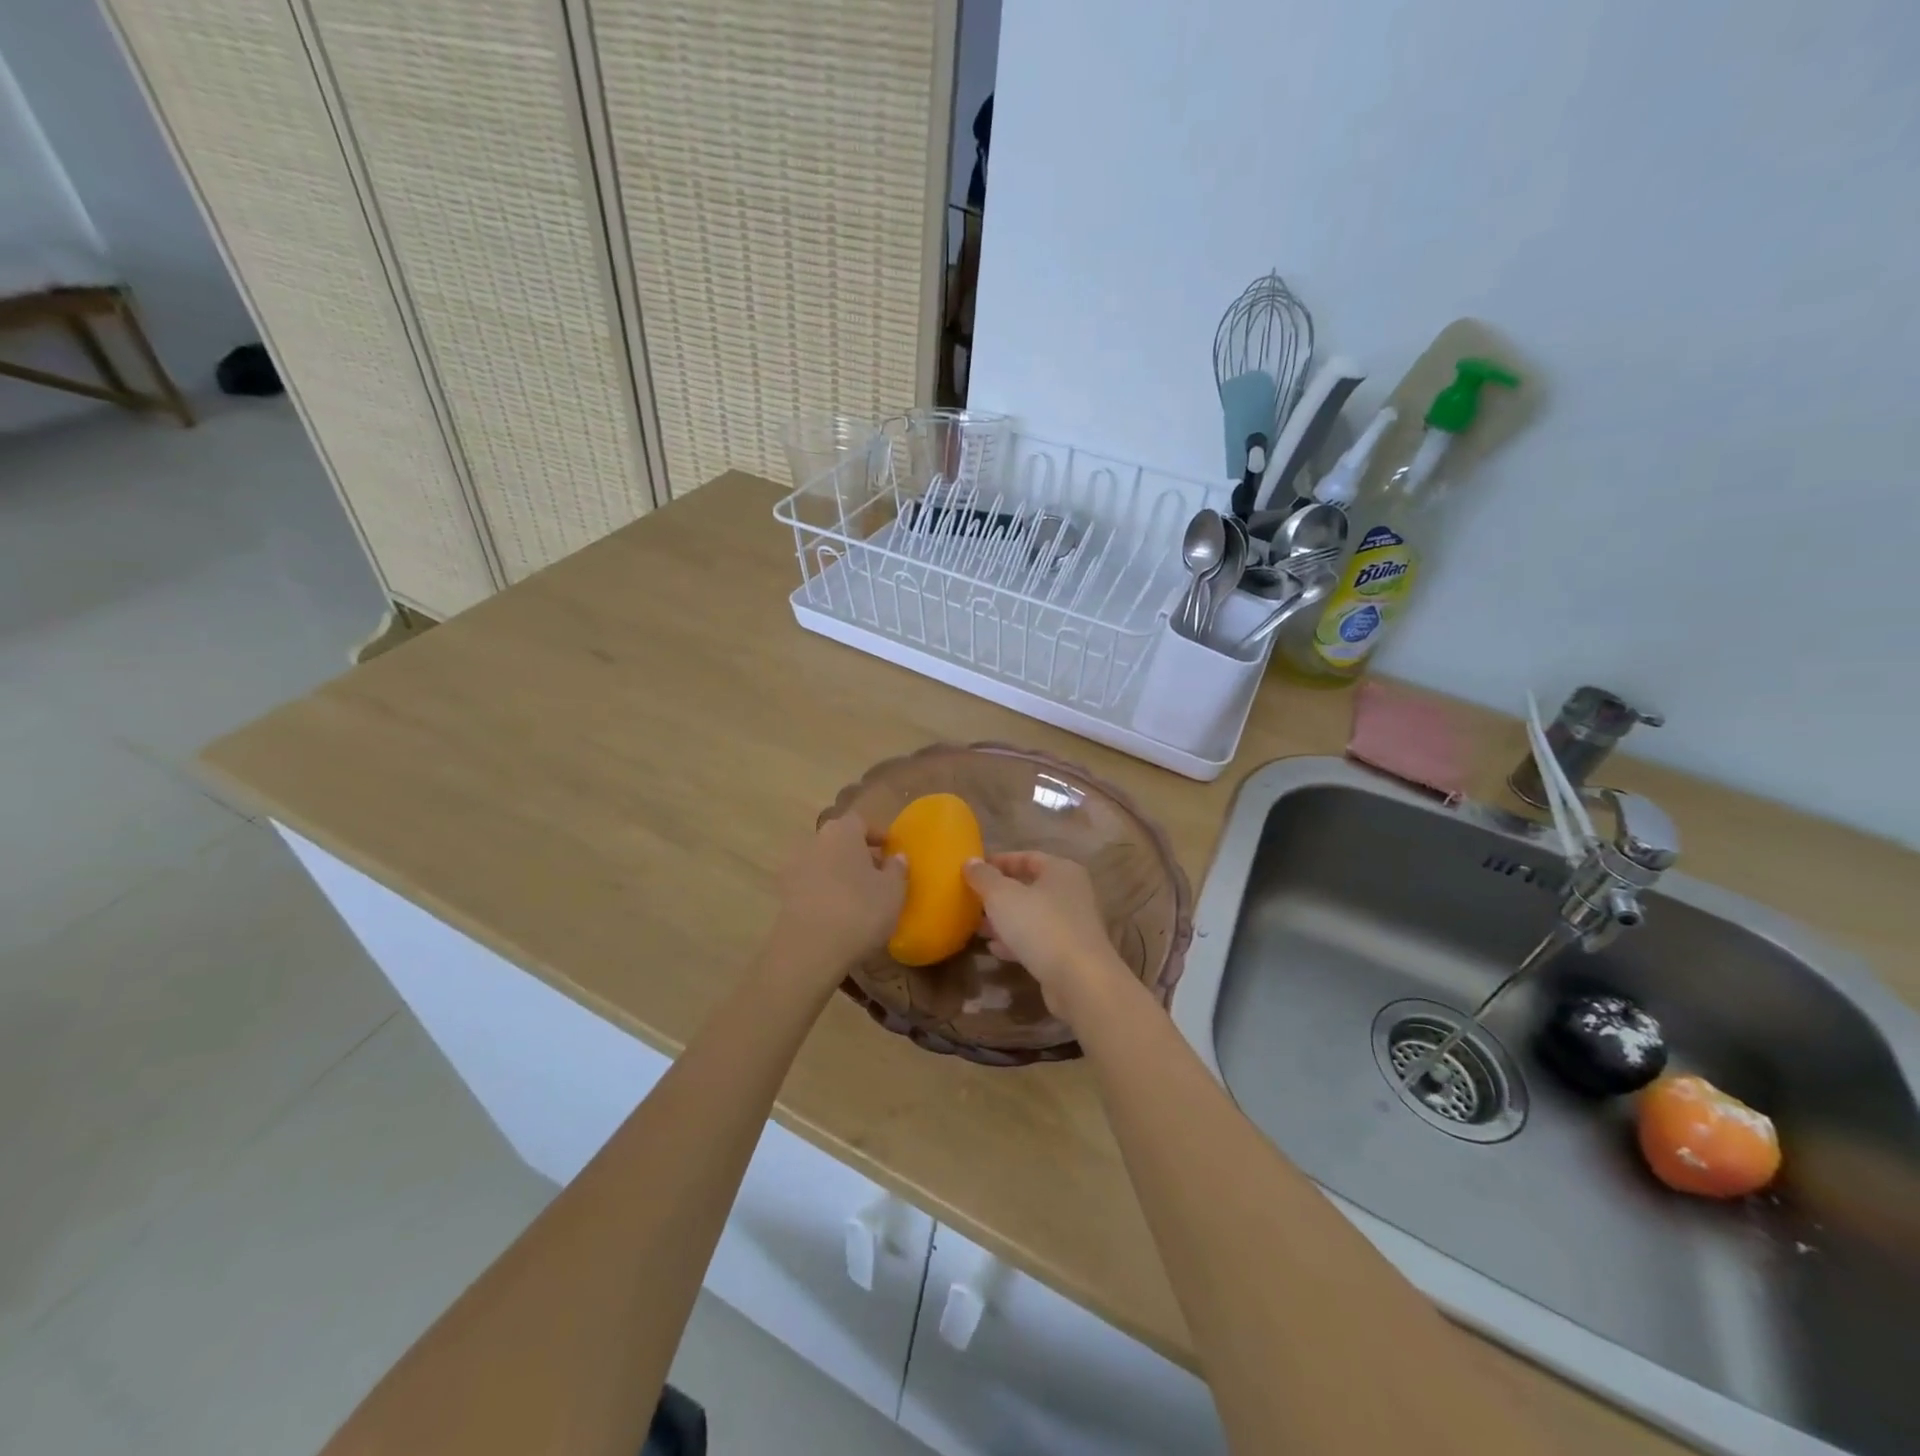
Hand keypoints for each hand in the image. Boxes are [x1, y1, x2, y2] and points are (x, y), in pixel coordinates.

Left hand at [769, 813, 906, 984]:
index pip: (860, 821)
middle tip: (878, 875)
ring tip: (860, 897)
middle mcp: (815, 842)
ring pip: (824, 863)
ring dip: (841, 874)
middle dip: (858, 854)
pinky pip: (812, 886)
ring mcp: (794, 868)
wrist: (809, 950)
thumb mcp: (893, 891)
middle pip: (839, 841)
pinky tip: (839, 914)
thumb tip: (896, 857)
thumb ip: (897, 869)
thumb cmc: (860, 910)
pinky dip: (825, 893)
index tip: (890, 851)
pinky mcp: (784, 895)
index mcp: (842, 831)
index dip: (876, 834)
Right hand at [963, 852, 1127, 1021]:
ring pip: (1032, 916)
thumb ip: (984, 877)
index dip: (999, 861)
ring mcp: (1073, 925)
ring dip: (1005, 920)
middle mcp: (1071, 893)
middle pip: (1030, 887)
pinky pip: (1038, 941)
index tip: (973, 870)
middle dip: (999, 894)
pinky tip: (995, 949)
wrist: (1080, 980)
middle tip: (972, 900)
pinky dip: (1016, 942)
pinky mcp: (1069, 953)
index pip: (1027, 857)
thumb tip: (970, 861)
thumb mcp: (1002, 896)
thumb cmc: (1040, 926)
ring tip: (978, 926)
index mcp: (1061, 871)